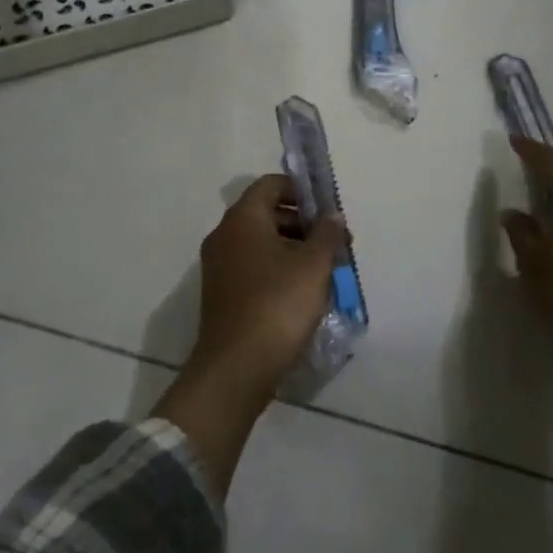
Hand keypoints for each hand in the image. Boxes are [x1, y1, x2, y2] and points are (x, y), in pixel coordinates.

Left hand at [154, 175, 343, 493]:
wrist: (236, 368)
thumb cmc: (277, 305)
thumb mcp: (313, 266)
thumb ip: (326, 234)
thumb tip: (332, 216)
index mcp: (242, 220)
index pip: (270, 185)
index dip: (301, 190)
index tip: (328, 209)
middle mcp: (224, 236)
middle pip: (265, 213)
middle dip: (302, 222)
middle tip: (334, 243)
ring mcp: (219, 267)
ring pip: (260, 243)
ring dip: (293, 248)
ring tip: (325, 270)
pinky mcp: (222, 294)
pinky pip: (253, 267)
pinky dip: (278, 269)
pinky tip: (304, 292)